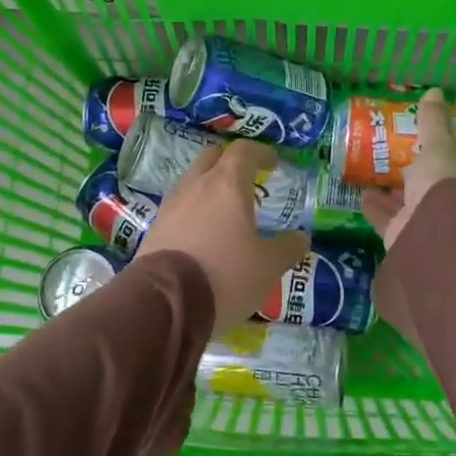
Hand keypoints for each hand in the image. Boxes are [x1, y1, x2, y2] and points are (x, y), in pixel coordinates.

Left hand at [136, 139, 311, 336]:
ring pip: (192, 182)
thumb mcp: (268, 267)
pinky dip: (194, 211)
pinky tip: (203, 233)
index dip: (260, 153)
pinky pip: (179, 208)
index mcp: (226, 185)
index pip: (244, 151)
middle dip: (231, 163)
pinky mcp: (154, 229)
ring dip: (209, 187)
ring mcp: (170, 206)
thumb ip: (287, 248)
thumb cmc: (225, 275)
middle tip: (247, 178)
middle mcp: (195, 186)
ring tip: (225, 209)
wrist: (165, 303)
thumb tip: (301, 237)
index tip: (273, 162)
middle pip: (212, 159)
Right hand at [361, 88, 455, 247]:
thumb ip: (433, 122)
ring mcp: (425, 223)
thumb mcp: (439, 145)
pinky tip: (361, 195)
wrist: (437, 231)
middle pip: (425, 187)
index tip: (418, 143)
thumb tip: (435, 91)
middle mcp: (448, 204)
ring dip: (390, 192)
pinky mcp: (402, 237)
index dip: (436, 154)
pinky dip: (374, 207)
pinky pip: (385, 219)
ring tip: (370, 175)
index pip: (451, 165)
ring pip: (404, 204)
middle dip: (409, 175)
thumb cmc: (445, 181)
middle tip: (390, 158)